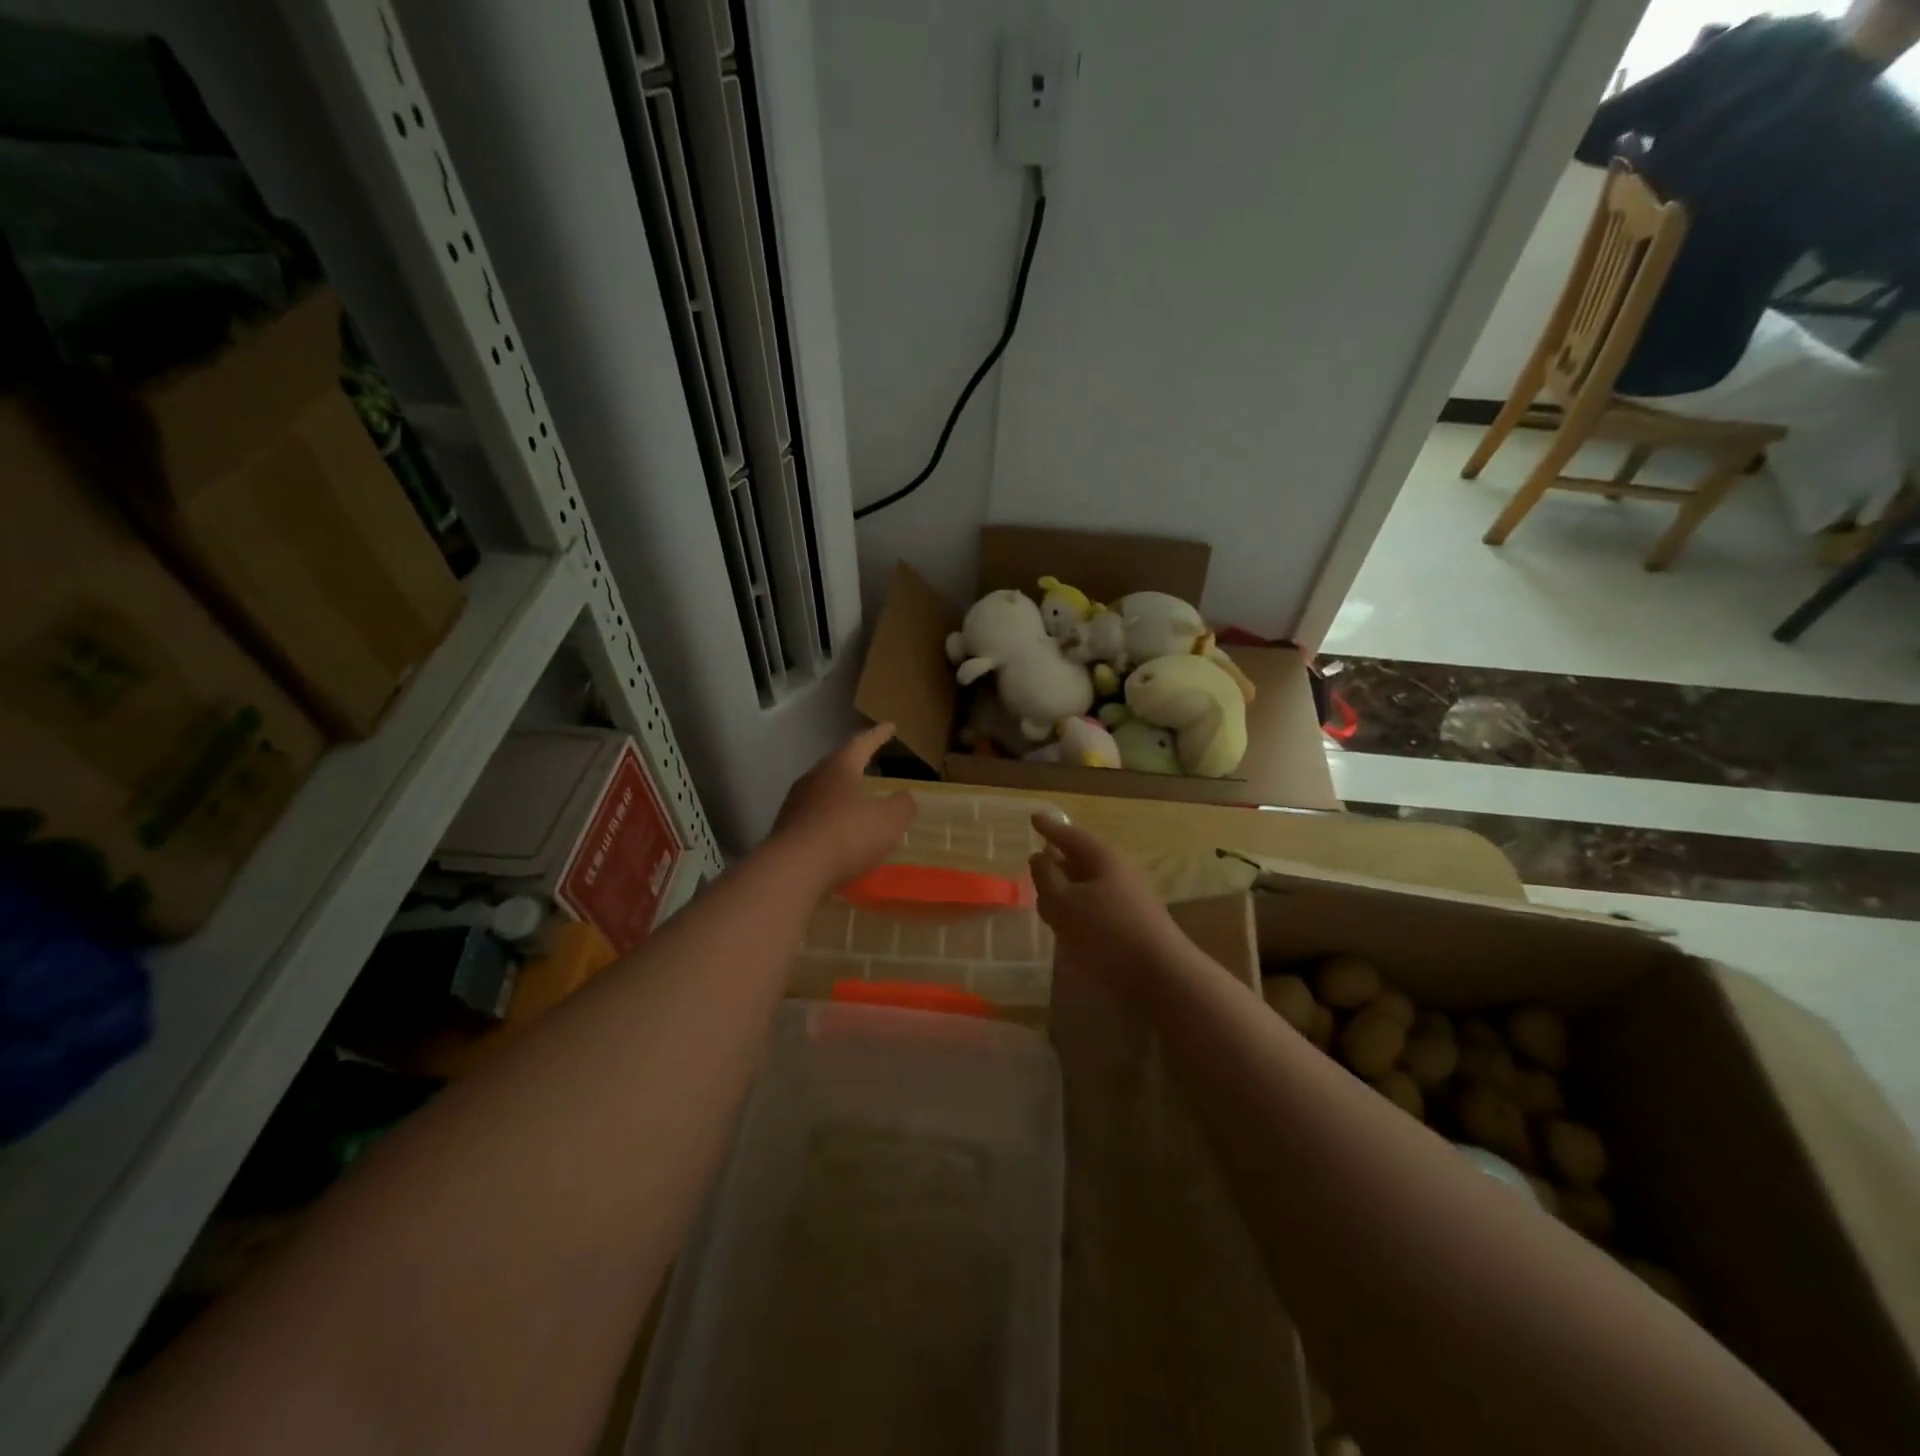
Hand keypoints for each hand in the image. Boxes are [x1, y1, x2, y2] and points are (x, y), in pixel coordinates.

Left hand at [770, 723, 915, 891]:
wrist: (794, 870)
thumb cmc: (847, 834)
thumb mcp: (890, 820)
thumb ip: (902, 805)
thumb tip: (904, 797)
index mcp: (839, 767)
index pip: (862, 743)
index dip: (878, 735)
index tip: (890, 726)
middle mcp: (813, 779)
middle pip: (836, 765)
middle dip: (853, 764)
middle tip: (868, 761)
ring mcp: (795, 805)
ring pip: (823, 792)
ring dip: (840, 795)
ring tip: (855, 802)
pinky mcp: (786, 831)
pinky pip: (814, 819)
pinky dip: (830, 822)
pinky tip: (839, 835)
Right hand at [1029, 812, 1186, 985]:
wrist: (1161, 977)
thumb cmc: (1106, 933)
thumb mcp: (1064, 903)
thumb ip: (1046, 877)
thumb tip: (1039, 857)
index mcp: (1103, 860)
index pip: (1071, 836)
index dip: (1050, 828)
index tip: (1034, 819)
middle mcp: (1119, 874)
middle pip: (1082, 862)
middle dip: (1058, 864)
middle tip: (1036, 867)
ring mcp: (1129, 901)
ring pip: (1089, 889)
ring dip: (1067, 893)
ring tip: (1047, 904)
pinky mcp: (1132, 927)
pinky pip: (1098, 911)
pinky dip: (1079, 915)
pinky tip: (1069, 933)